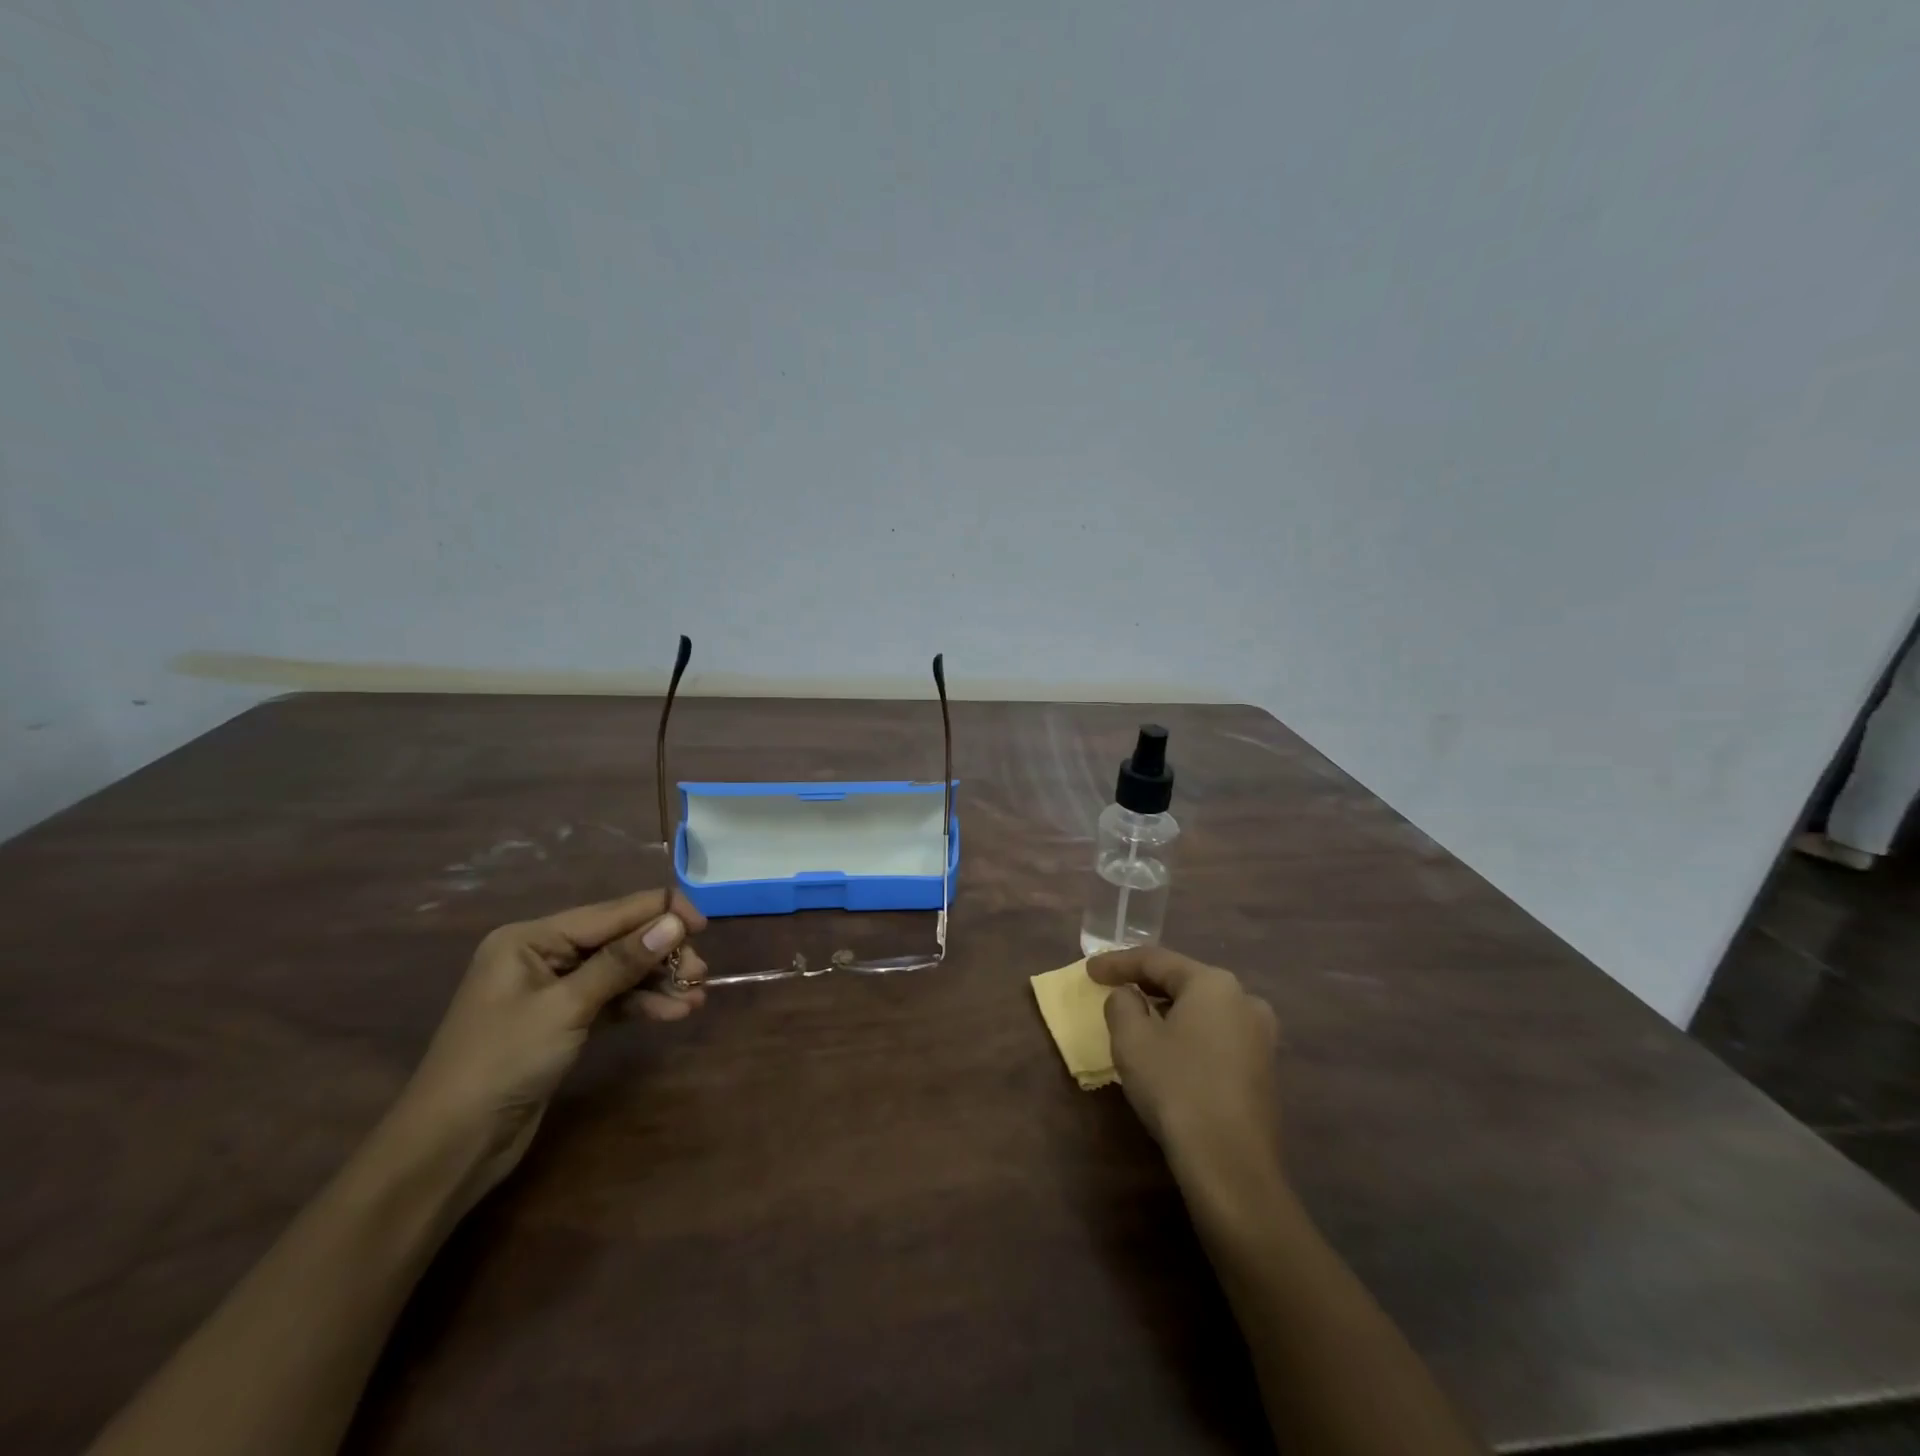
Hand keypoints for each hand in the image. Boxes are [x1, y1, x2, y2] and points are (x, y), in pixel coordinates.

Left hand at [387, 888, 709, 1210]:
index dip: (660, 913)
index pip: (611, 912)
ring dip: (658, 981)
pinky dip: (642, 1004)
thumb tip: (674, 923)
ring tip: (696, 995)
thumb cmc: (501, 1064)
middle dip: (661, 953)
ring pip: (620, 971)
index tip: (703, 927)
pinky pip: (612, 1000)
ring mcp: (553, 990)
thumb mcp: (565, 1007)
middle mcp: (543, 955)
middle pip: (619, 940)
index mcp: (532, 938)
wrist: (449, 1148)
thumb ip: (622, 962)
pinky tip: (675, 1013)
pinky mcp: (563, 1022)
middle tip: (699, 974)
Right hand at [1088, 946, 1281, 1182]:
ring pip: (1202, 1009)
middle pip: (1183, 980)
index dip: (1117, 962)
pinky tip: (1169, 1049)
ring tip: (1137, 1017)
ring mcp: (1260, 1035)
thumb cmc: (1176, 1088)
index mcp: (1213, 983)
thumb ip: (1122, 1003)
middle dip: (1145, 983)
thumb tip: (1129, 996)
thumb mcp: (1132, 1040)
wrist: (1231, 1165)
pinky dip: (1188, 1032)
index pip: (1156, 960)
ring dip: (1167, 1009)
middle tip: (1112, 988)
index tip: (1088, 971)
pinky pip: (1216, 1034)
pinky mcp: (1263, 1068)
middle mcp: (1244, 999)